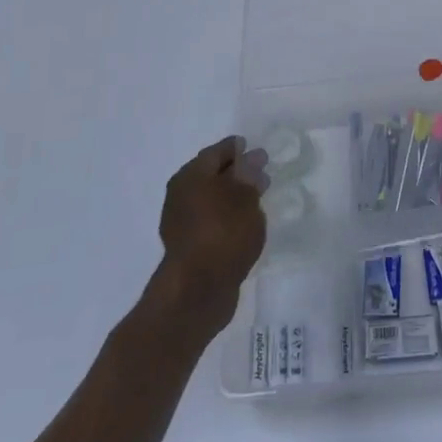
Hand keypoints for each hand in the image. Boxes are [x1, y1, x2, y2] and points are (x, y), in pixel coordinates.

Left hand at [151, 137, 267, 335]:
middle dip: (236, 173)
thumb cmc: (223, 233)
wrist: (196, 292)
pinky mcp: (189, 248)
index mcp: (191, 175)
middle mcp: (181, 194)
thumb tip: (252, 156)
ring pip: (211, 200)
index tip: (255, 148)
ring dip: (232, 198)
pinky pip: (211, 222)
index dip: (237, 148)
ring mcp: (182, 223)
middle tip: (261, 174)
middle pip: (211, 175)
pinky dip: (227, 219)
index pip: (216, 152)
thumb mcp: (244, 196)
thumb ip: (249, 173)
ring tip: (257, 202)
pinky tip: (243, 226)